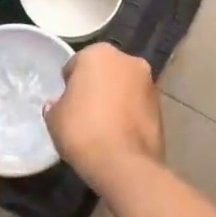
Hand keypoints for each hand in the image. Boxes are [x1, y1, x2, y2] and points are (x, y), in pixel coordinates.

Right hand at [45, 44, 164, 195]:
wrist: (123, 163)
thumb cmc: (82, 131)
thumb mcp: (54, 117)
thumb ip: (57, 104)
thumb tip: (61, 103)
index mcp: (99, 53)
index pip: (77, 64)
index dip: (69, 84)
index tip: (66, 102)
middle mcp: (128, 60)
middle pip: (105, 71)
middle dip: (96, 86)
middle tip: (84, 112)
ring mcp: (149, 83)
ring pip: (124, 87)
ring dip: (115, 99)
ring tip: (103, 126)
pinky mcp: (161, 107)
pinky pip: (137, 106)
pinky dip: (129, 114)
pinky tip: (118, 135)